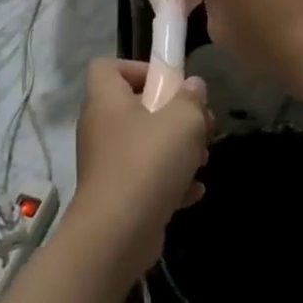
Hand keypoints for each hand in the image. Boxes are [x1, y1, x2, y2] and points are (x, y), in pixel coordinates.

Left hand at [72, 60, 210, 281]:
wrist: (116, 236)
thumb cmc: (147, 163)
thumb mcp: (183, 121)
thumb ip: (191, 99)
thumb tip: (193, 86)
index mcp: (106, 100)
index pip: (108, 67)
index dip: (138, 68)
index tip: (168, 84)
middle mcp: (101, 127)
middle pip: (136, 106)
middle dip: (172, 115)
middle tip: (199, 126)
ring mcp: (106, 164)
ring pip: (145, 144)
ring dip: (176, 150)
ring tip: (202, 160)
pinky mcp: (116, 196)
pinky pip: (145, 178)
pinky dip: (169, 182)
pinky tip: (194, 192)